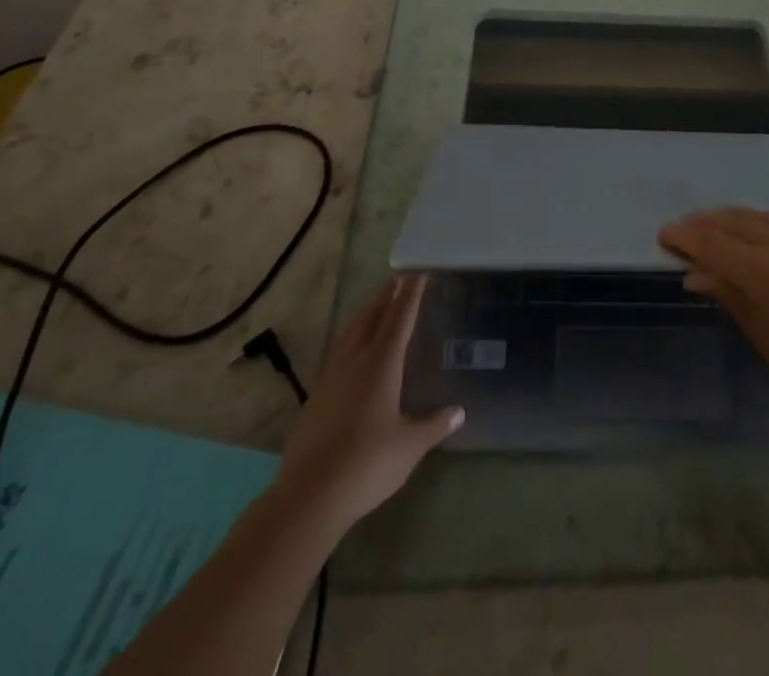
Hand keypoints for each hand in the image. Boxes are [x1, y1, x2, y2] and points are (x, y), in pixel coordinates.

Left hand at [272, 274, 462, 532]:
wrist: (309, 495)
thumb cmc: (367, 464)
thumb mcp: (410, 447)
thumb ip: (434, 425)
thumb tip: (459, 412)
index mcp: (381, 364)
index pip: (400, 319)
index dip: (411, 295)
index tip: (419, 273)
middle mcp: (355, 361)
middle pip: (372, 317)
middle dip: (387, 297)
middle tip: (399, 280)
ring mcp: (331, 377)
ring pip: (351, 332)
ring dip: (366, 313)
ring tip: (377, 305)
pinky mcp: (316, 396)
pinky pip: (338, 351)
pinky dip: (352, 338)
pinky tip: (353, 350)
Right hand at [659, 208, 768, 432]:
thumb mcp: (766, 338)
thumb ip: (730, 294)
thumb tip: (694, 271)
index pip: (717, 244)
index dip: (687, 237)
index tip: (666, 233)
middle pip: (740, 222)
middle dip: (708, 223)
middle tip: (685, 227)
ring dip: (742, 222)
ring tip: (721, 227)